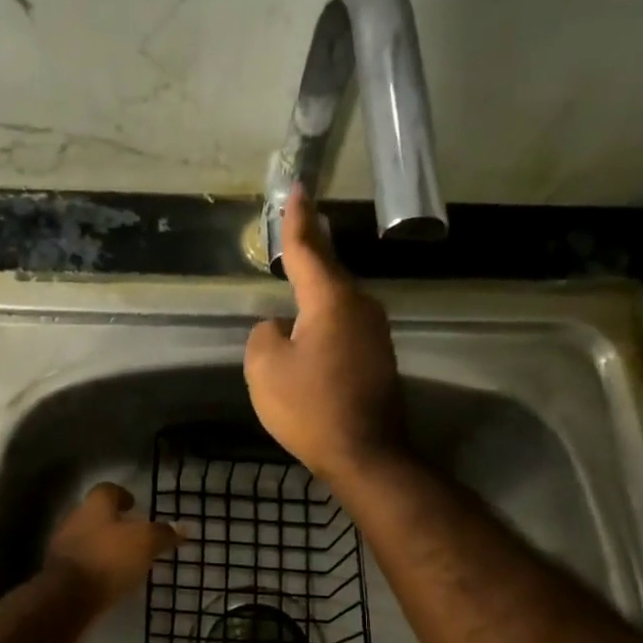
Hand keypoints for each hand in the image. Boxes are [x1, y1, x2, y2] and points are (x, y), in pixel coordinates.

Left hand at [43, 482, 182, 609]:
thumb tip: (183, 528)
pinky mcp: (59, 573)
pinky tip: (109, 579)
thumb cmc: (109, 559)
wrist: (67, 597)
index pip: (107, 490)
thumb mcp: (145, 543)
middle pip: (95, 515)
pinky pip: (82, 563)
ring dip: (104, 546)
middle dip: (113, 523)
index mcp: (94, 506)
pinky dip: (96, 567)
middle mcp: (74, 520)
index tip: (134, 505)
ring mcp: (63, 547)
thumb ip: (162, 534)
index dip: (121, 495)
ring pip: (87, 539)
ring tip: (124, 560)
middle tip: (134, 535)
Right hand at [244, 187, 406, 483]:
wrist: (365, 453)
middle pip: (327, 272)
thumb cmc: (310, 407)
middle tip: (294, 233)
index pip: (308, 249)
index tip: (297, 189)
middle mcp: (360, 307)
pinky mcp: (378, 357)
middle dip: (310, 254)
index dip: (297, 220)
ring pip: (337, 302)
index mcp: (330, 300)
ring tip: (296, 285)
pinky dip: (325, 322)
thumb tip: (280, 328)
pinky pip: (344, 326)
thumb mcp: (265, 369)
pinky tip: (311, 333)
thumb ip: (264, 335)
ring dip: (316, 293)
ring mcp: (375, 333)